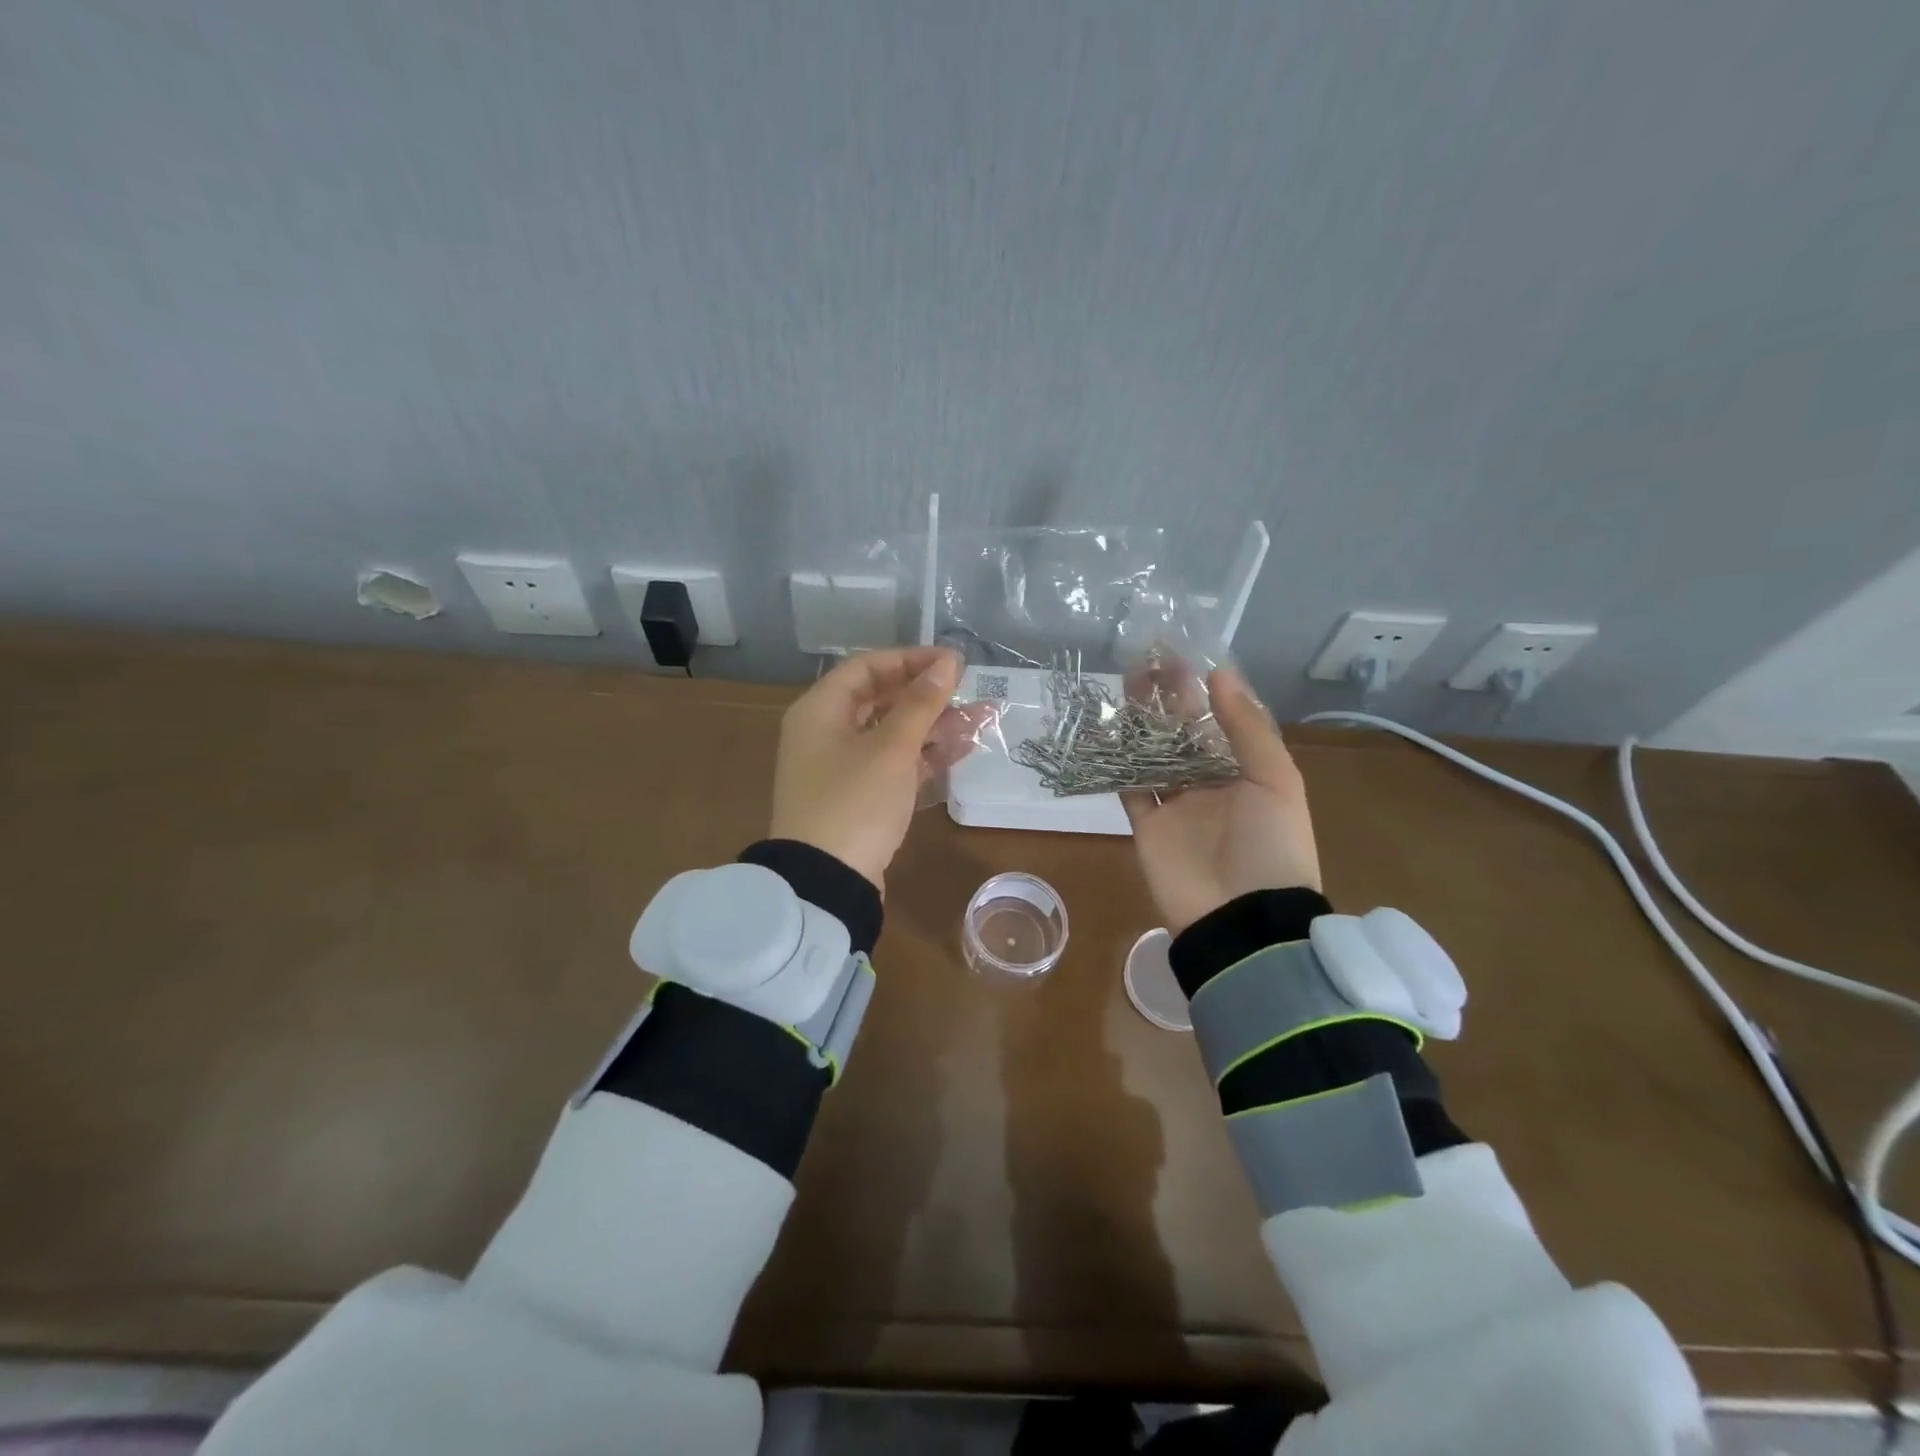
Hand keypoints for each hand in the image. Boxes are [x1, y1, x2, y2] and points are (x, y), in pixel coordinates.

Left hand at [770, 646, 978, 891]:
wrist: (826, 883)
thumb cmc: (854, 803)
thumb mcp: (891, 749)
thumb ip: (921, 703)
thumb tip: (948, 662)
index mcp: (820, 710)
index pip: (867, 667)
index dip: (911, 660)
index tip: (953, 662)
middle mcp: (825, 732)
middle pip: (881, 699)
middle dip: (928, 695)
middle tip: (969, 691)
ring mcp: (841, 767)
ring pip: (892, 733)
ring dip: (933, 726)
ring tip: (982, 719)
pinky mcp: (858, 797)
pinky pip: (894, 763)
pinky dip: (924, 756)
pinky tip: (962, 749)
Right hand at [1124, 666, 1320, 933]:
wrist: (1241, 918)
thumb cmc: (1271, 846)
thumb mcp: (1276, 781)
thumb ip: (1247, 728)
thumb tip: (1219, 674)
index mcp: (1246, 770)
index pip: (1221, 719)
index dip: (1203, 688)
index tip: (1182, 656)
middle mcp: (1209, 781)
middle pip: (1183, 731)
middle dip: (1167, 697)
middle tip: (1146, 661)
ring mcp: (1175, 804)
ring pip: (1152, 752)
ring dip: (1140, 721)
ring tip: (1124, 684)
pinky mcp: (1146, 824)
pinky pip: (1128, 786)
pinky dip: (1115, 761)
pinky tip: (1102, 730)